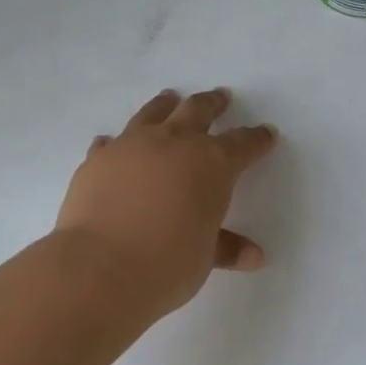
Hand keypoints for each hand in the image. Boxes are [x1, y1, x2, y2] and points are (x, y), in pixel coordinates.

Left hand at [55, 88, 277, 316]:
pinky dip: (118, 143)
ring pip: (154, 113)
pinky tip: (115, 145)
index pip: (243, 144)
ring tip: (170, 98)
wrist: (100, 267)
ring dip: (166, 105)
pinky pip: (111, 142)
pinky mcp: (99, 158)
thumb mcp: (205, 258)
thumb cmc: (167, 264)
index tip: (266, 134)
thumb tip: (254, 256)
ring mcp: (133, 145)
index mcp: (212, 164)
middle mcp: (175, 143)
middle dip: (213, 103)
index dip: (257, 139)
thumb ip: (226, 247)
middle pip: (198, 111)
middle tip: (221, 97)